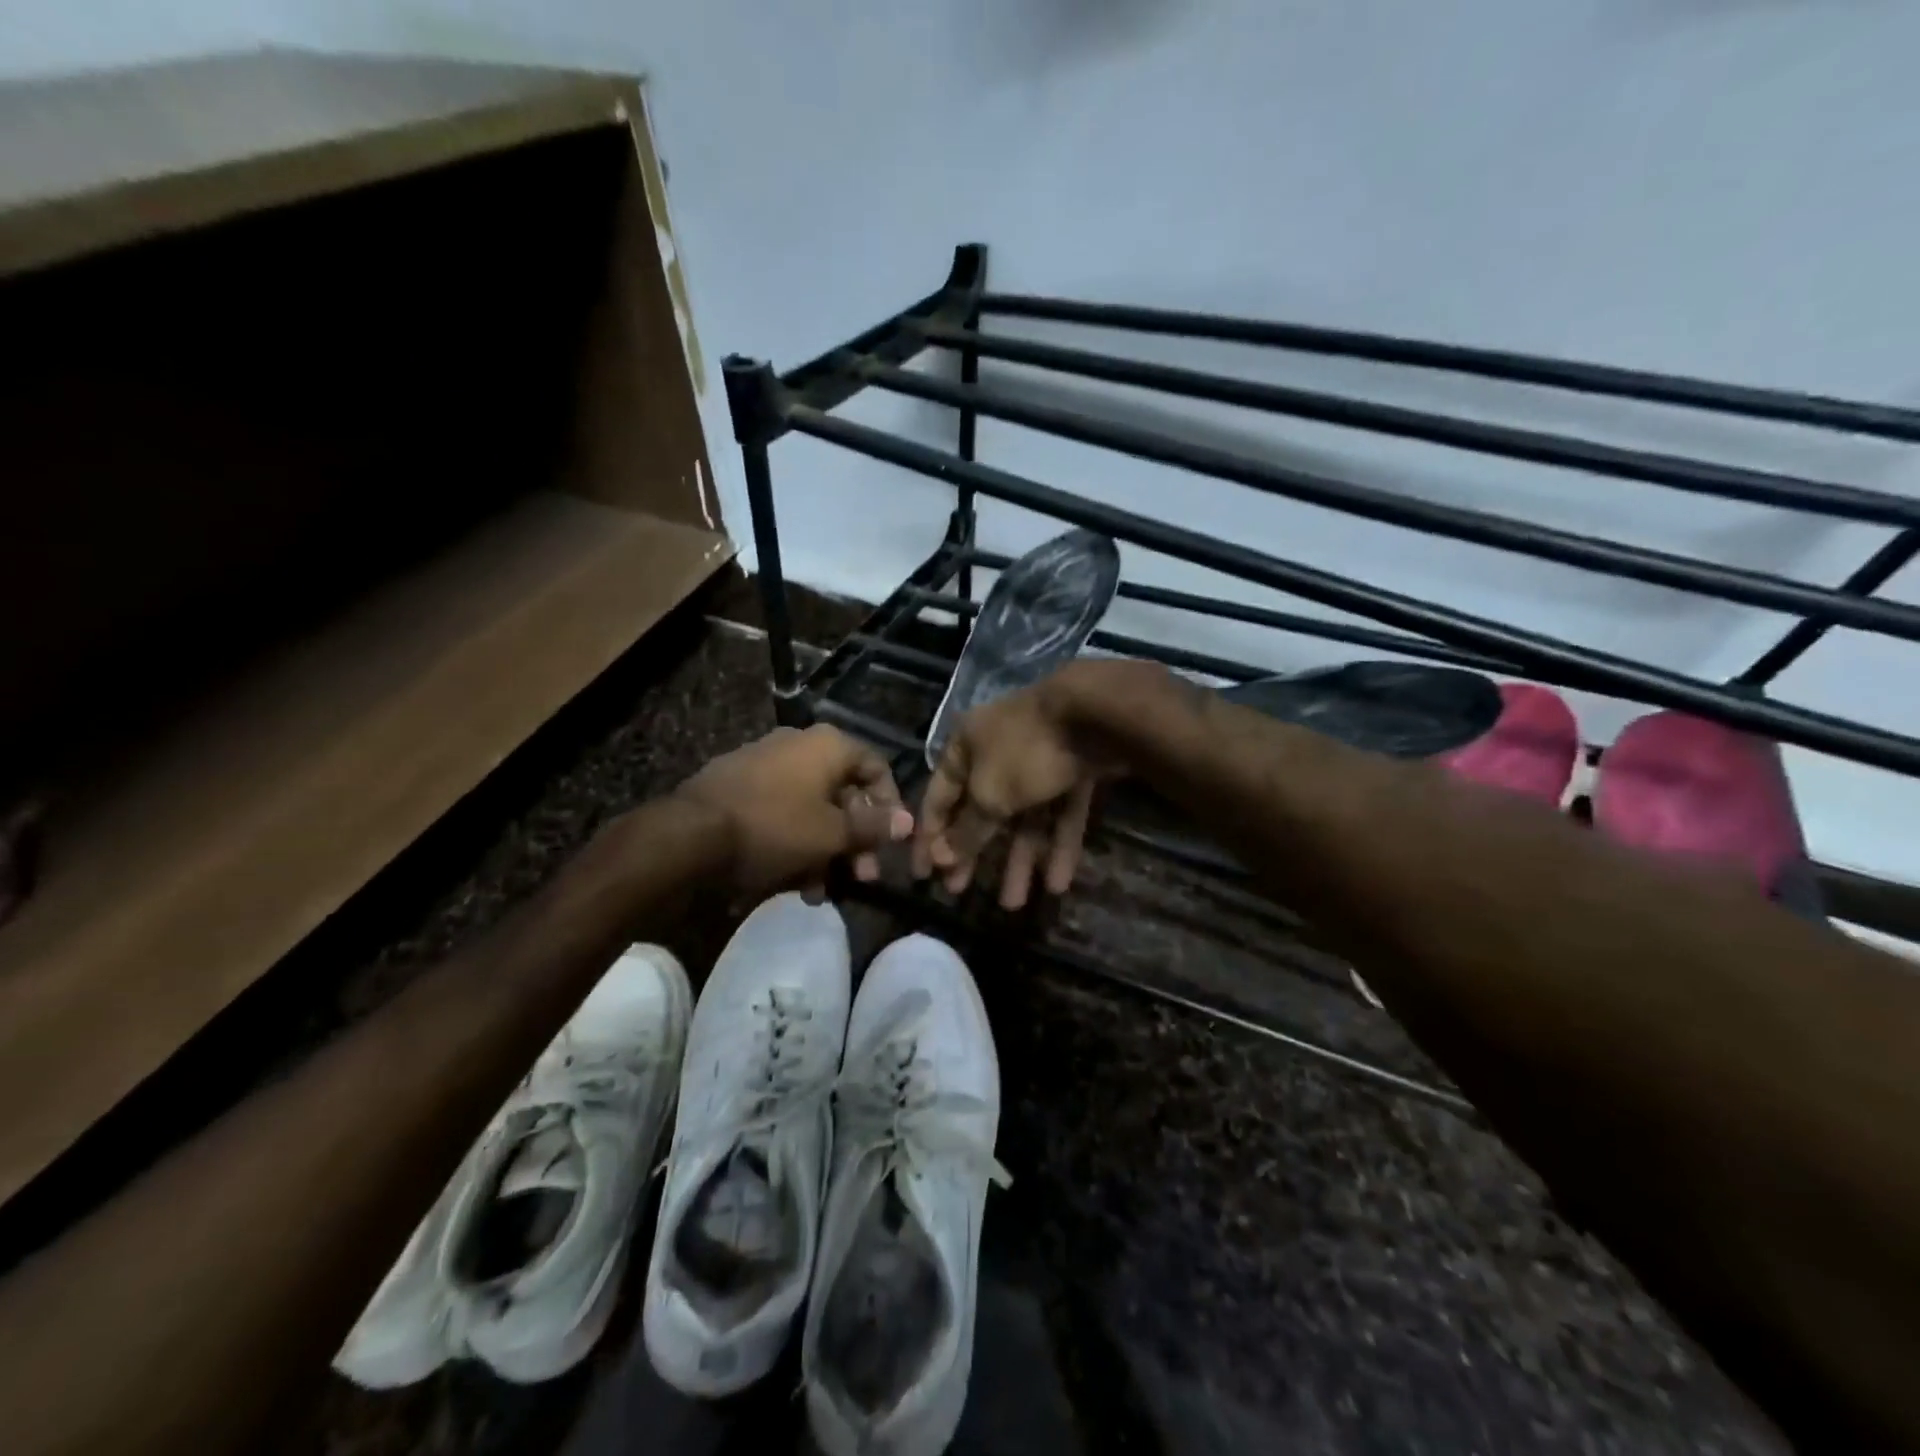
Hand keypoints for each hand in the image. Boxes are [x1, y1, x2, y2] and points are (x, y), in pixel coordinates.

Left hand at [678, 725, 913, 898]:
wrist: (689, 836)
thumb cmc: (775, 827)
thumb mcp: (832, 834)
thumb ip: (873, 828)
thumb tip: (909, 822)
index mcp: (827, 745)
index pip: (876, 767)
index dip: (890, 805)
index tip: (891, 842)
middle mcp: (798, 745)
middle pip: (843, 793)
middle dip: (855, 840)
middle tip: (861, 877)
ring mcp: (764, 764)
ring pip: (811, 809)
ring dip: (824, 850)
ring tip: (821, 891)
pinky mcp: (738, 787)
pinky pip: (780, 813)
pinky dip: (794, 844)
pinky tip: (792, 884)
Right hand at [913, 674, 1110, 909]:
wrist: (1097, 714)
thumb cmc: (1025, 751)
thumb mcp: (989, 795)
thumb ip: (967, 830)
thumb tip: (942, 857)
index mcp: (965, 747)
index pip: (938, 798)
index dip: (928, 838)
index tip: (922, 876)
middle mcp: (998, 752)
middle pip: (981, 811)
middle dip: (973, 854)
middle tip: (960, 893)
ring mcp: (1039, 760)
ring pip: (1024, 817)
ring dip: (1019, 859)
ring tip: (1015, 904)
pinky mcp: (1074, 770)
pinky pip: (1060, 812)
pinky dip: (1058, 844)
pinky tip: (1058, 883)